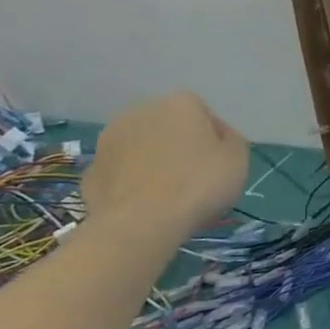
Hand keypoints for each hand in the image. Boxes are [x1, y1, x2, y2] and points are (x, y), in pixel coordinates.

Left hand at [80, 92, 248, 241]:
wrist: (140, 224)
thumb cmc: (198, 185)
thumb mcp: (238, 159)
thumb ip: (231, 140)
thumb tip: (218, 138)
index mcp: (180, 104)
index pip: (204, 115)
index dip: (214, 140)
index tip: (220, 164)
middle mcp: (141, 111)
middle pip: (169, 128)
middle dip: (180, 147)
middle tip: (195, 179)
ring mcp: (109, 140)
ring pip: (142, 148)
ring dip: (153, 163)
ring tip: (168, 196)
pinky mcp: (91, 171)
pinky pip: (121, 173)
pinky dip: (131, 184)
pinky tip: (144, 206)